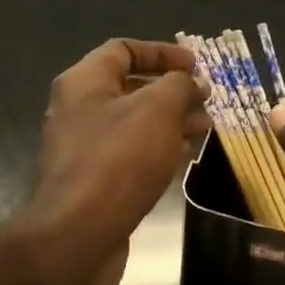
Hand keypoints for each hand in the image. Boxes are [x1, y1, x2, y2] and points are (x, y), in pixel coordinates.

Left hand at [20, 38, 207, 284]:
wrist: (79, 234)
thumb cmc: (119, 158)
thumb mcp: (158, 109)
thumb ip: (179, 86)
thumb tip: (192, 83)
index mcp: (84, 82)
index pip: (123, 50)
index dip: (162, 52)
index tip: (196, 65)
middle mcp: (78, 109)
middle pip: (130, 87)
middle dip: (172, 90)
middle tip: (206, 99)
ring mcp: (83, 147)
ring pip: (134, 122)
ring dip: (171, 120)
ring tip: (205, 128)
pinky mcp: (93, 181)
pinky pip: (130, 153)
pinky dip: (158, 149)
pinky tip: (185, 156)